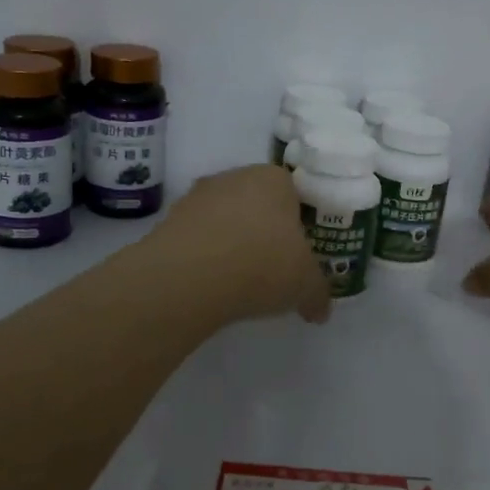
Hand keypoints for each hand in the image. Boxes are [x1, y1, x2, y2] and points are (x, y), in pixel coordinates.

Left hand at [145, 165, 331, 325]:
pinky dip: (205, 257)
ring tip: (239, 281)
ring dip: (232, 243)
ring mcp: (196, 197)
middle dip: (264, 231)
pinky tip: (211, 284)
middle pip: (256, 203)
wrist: (190, 278)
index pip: (293, 193)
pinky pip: (197, 238)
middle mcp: (234, 177)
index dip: (299, 223)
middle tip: (273, 266)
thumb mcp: (306, 284)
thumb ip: (318, 294)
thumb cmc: (263, 264)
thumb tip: (321, 311)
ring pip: (224, 219)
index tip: (300, 251)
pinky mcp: (168, 222)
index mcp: (274, 179)